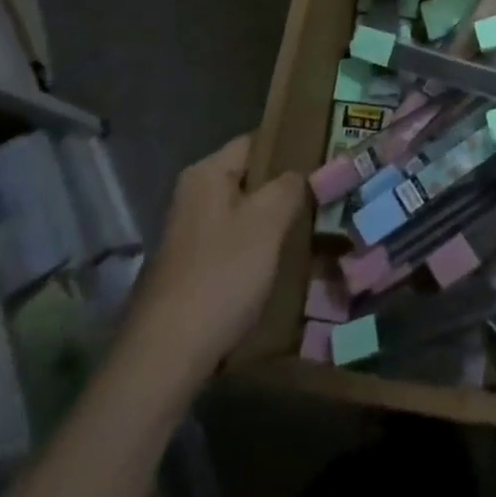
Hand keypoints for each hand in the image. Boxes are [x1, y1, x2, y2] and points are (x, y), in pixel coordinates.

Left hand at [127, 135, 305, 380]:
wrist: (167, 355)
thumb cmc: (221, 275)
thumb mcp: (266, 222)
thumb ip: (289, 187)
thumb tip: (300, 173)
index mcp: (206, 174)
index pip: (256, 141)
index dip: (291, 146)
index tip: (327, 157)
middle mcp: (194, 196)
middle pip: (251, 178)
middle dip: (287, 187)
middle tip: (329, 194)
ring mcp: (191, 235)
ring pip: (246, 214)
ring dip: (277, 220)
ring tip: (317, 226)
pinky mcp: (193, 269)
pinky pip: (236, 244)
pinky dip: (260, 249)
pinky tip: (286, 262)